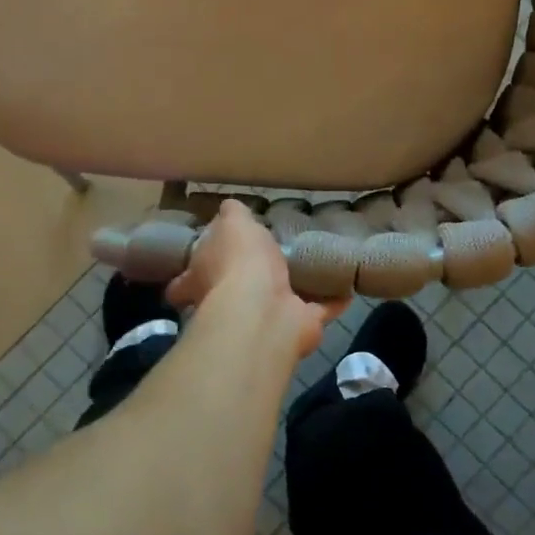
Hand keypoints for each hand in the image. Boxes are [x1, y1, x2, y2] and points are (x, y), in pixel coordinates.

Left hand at [166, 201, 343, 356]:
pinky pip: (318, 310)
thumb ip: (232, 215)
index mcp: (203, 279)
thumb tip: (230, 207)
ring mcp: (264, 318)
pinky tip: (347, 285)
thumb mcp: (233, 224)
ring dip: (295, 290)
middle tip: (272, 259)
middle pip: (234, 293)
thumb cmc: (240, 262)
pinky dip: (332, 301)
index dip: (191, 274)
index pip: (187, 279)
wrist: (264, 310)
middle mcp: (229, 303)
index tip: (204, 264)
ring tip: (313, 267)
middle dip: (250, 280)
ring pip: (279, 303)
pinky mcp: (297, 326)